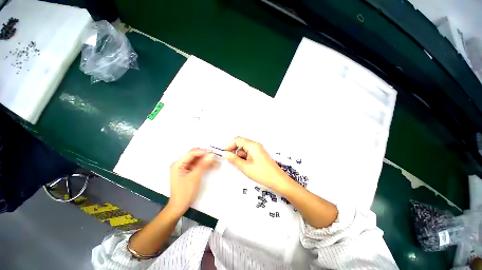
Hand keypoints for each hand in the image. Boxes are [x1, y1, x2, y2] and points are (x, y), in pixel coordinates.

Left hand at [167, 148, 215, 214]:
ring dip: (206, 160)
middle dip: (205, 156)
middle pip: (194, 156)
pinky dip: (204, 165)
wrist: (179, 207)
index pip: (191, 153)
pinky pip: (197, 165)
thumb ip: (203, 165)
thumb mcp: (195, 177)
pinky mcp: (188, 172)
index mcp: (178, 164)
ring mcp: (184, 168)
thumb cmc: (185, 192)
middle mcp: (180, 164)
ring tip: (216, 162)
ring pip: (197, 160)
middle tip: (216, 157)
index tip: (213, 153)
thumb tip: (211, 155)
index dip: (202, 151)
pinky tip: (212, 166)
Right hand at [222, 137, 290, 191]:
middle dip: (235, 152)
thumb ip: (234, 159)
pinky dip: (245, 158)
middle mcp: (255, 145)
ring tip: (244, 166)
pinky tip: (248, 166)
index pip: (237, 139)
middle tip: (235, 162)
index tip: (225, 154)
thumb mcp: (245, 167)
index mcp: (252, 145)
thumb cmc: (262, 174)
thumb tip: (224, 153)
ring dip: (240, 156)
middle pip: (240, 143)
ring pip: (244, 149)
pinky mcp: (259, 154)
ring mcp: (258, 149)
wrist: (278, 180)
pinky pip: (248, 153)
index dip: (229, 146)